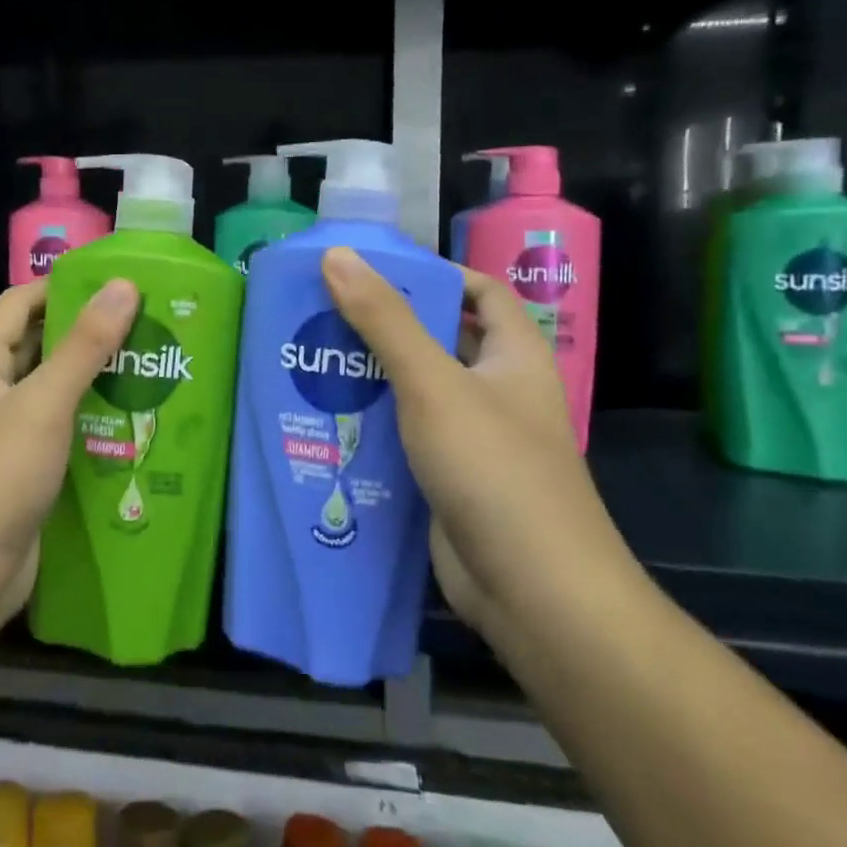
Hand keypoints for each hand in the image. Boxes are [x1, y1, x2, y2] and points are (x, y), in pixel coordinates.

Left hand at [0, 278, 139, 625]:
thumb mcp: (42, 404)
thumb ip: (84, 345)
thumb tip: (123, 286)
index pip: (20, 303)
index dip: (65, 286)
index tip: (120, 282)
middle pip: (38, 345)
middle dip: (89, 333)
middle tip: (147, 323)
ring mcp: (2, 434)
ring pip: (53, 390)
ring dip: (95, 378)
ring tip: (151, 364)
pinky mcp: (21, 470)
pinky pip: (59, 430)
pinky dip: (91, 420)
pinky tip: (134, 419)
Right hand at [320, 247, 633, 637]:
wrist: (533, 591)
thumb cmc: (493, 469)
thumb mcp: (433, 383)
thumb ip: (384, 320)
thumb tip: (337, 255)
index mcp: (514, 356)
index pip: (482, 292)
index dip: (436, 274)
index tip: (375, 271)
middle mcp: (499, 392)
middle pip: (442, 340)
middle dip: (388, 326)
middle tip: (325, 312)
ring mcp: (475, 440)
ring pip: (418, 393)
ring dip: (372, 378)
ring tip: (312, 359)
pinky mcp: (450, 481)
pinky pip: (407, 438)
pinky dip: (374, 426)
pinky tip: (327, 420)